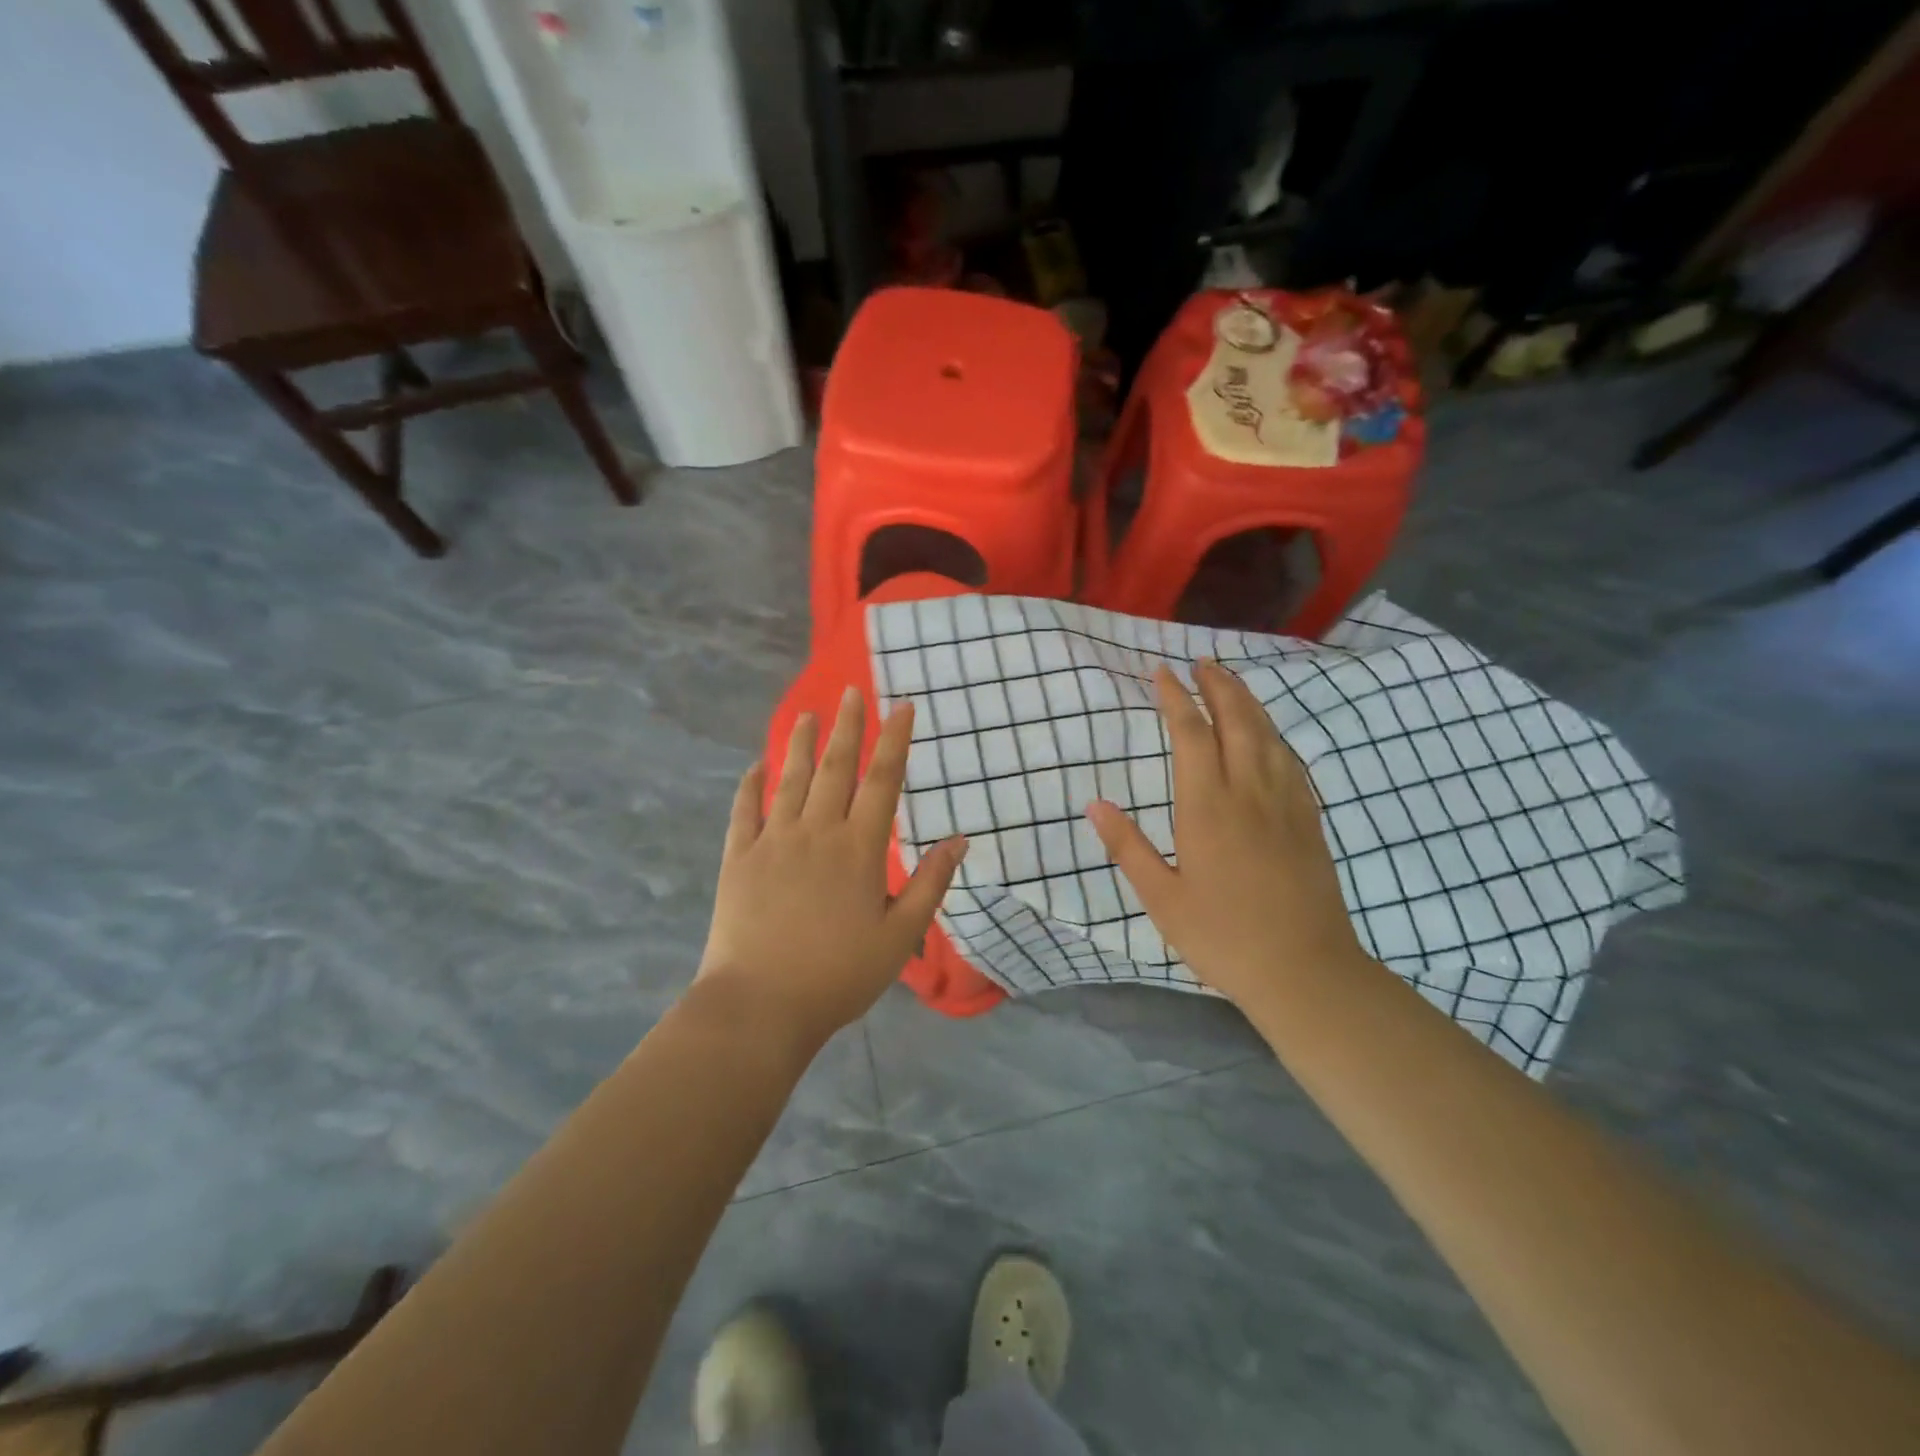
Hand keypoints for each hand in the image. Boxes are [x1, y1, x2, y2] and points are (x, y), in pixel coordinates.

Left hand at [697, 685, 967, 1045]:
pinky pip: (744, 811)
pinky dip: (750, 786)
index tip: (903, 707)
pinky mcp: (737, 858)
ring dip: (801, 744)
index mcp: (859, 849)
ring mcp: (772, 841)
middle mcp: (816, 832)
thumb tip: (959, 840)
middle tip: (851, 692)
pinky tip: (756, 767)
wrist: (760, 1005)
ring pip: (790, 780)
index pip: (882, 781)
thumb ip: (929, 884)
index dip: (895, 741)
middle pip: (836, 768)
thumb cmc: (838, 975)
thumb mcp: (899, 937)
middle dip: (848, 727)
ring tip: (808, 714)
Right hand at [1086, 660, 1369, 1005]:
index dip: (1174, 698)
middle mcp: (1248, 792)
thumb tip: (1095, 805)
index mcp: (1207, 807)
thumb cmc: (1223, 937)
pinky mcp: (1308, 819)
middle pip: (1236, 720)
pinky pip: (1291, 760)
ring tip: (1232, 681)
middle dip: (1218, 685)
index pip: (1190, 734)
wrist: (1305, 970)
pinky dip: (1274, 734)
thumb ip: (1128, 847)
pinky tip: (1269, 735)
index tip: (1161, 672)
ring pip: (1268, 734)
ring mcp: (1285, 803)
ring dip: (1248, 701)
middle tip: (1202, 661)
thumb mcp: (1162, 899)